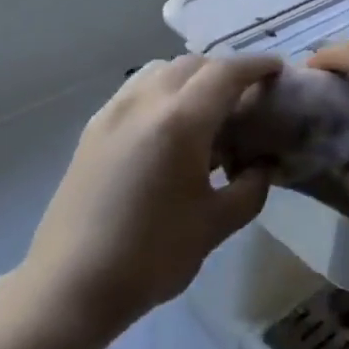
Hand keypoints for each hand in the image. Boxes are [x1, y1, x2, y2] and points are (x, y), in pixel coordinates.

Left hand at [22, 54, 281, 340]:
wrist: (71, 283)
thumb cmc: (152, 255)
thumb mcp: (215, 225)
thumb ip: (250, 188)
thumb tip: (263, 165)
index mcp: (180, 121)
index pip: (225, 73)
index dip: (255, 65)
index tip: (277, 70)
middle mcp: (144, 101)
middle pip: (192, 64)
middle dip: (224, 71)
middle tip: (246, 97)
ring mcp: (113, 111)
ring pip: (159, 71)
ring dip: (190, 77)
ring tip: (207, 110)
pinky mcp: (93, 128)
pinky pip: (136, 90)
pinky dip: (162, 91)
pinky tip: (169, 128)